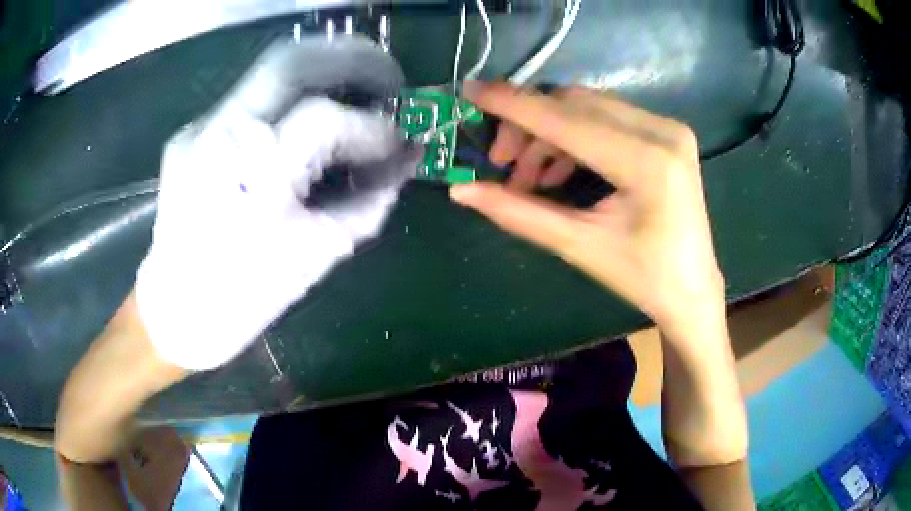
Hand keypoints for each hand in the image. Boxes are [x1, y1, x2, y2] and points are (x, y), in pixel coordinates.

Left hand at [135, 38, 414, 370]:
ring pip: (270, 67)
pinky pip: (251, 95)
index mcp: (252, 180)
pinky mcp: (192, 131)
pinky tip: (302, 118)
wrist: (176, 311)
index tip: (398, 140)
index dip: (373, 127)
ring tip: (357, 85)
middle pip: (292, 61)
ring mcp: (200, 128)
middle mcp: (219, 138)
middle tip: (388, 77)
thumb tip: (405, 157)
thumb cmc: (246, 297)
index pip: (324, 120)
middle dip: (353, 58)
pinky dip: (289, 96)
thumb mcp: (318, 253)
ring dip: (324, 67)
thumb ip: (369, 199)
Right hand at [450, 82, 725, 338]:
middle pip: (574, 102)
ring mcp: (667, 127)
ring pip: (587, 106)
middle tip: (501, 162)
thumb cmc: (642, 277)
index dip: (512, 104)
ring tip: (529, 177)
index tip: (470, 91)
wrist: (691, 290)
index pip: (565, 119)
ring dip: (549, 133)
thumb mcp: (578, 245)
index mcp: (646, 161)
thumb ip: (517, 212)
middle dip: (528, 125)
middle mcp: (661, 130)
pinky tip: (559, 170)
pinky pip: (606, 117)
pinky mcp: (666, 132)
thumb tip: (460, 190)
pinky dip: (573, 136)